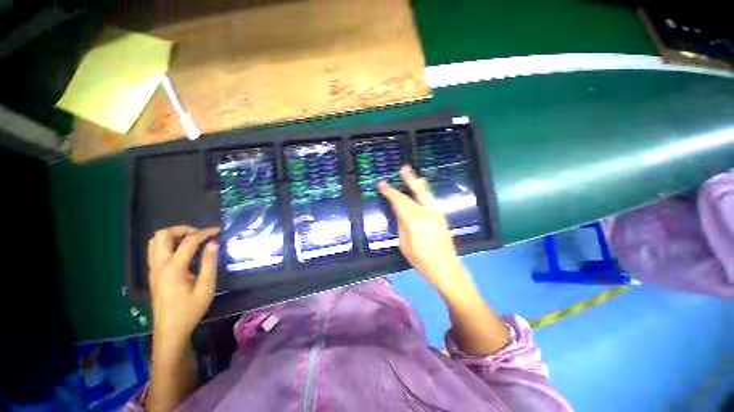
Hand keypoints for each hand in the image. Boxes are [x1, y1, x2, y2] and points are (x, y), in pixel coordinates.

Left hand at [148, 226, 219, 345]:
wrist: (170, 331)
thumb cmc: (190, 310)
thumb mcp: (205, 287)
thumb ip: (209, 263)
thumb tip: (214, 242)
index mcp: (173, 269)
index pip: (188, 241)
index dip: (204, 233)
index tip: (218, 231)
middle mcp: (159, 265)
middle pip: (162, 235)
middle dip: (183, 229)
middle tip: (200, 235)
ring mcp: (153, 269)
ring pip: (155, 241)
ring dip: (174, 235)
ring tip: (192, 240)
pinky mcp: (153, 273)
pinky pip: (156, 250)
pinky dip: (169, 243)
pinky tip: (183, 251)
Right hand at [378, 166, 469, 288]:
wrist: (447, 269)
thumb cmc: (421, 261)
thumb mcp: (405, 244)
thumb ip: (402, 224)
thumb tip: (398, 210)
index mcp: (416, 222)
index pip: (400, 202)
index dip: (390, 192)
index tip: (382, 184)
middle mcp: (428, 214)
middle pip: (417, 192)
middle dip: (409, 180)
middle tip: (404, 168)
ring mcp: (437, 214)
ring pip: (426, 194)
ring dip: (418, 183)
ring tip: (414, 174)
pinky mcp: (441, 217)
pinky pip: (430, 200)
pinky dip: (424, 192)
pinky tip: (421, 188)